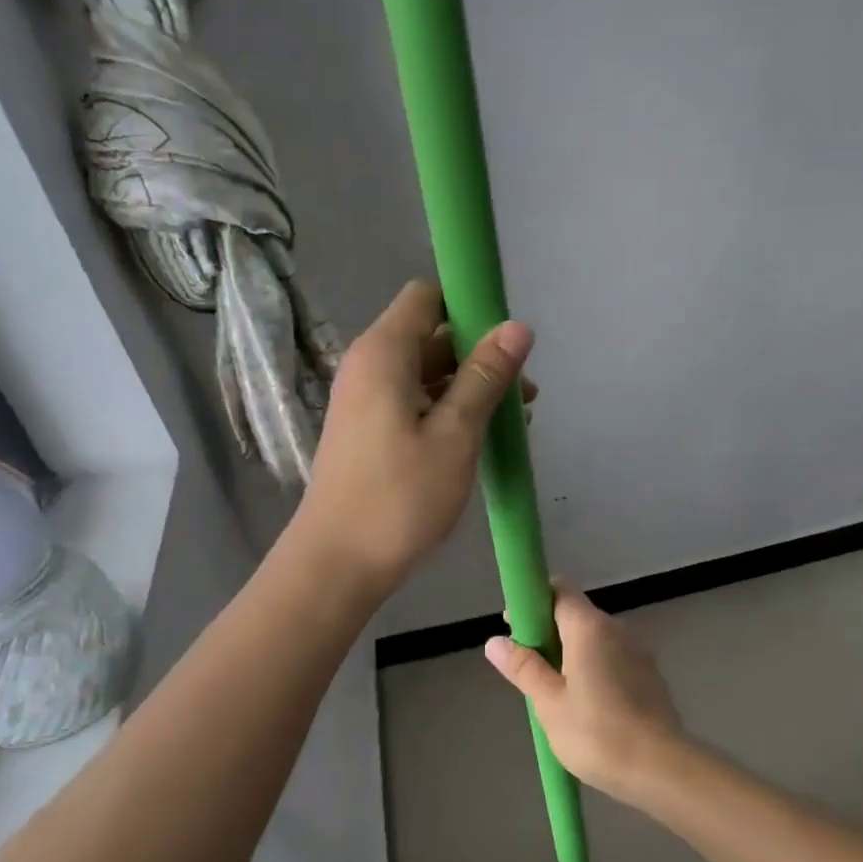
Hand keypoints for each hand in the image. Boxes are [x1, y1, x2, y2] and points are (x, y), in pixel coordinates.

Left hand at [296, 281, 532, 590]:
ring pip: (427, 374)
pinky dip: (449, 411)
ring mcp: (367, 401)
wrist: (338, 564)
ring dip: (470, 388)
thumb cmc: (400, 497)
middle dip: (480, 356)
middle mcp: (370, 367)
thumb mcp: (455, 434)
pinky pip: (415, 403)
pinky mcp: (370, 432)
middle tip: (525, 394)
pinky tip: (481, 440)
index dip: (470, 306)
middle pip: (432, 337)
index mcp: (384, 353)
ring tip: (514, 422)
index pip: (428, 297)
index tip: (510, 339)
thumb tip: (517, 326)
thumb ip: (485, 377)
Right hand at [484, 583, 686, 803]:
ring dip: (570, 653)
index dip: (533, 601)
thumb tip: (495, 641)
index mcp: (589, 627)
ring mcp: (636, 650)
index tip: (516, 628)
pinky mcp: (648, 674)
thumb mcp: (549, 704)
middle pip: (575, 614)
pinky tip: (585, 705)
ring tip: (553, 693)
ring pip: (593, 639)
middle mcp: (615, 628)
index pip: (559, 589)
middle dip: (547, 632)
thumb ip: (524, 668)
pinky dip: (592, 668)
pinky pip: (611, 657)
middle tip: (528, 669)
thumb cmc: (597, 734)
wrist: (662, 768)